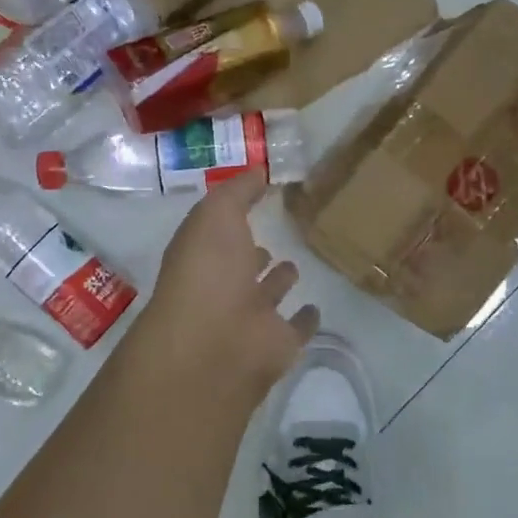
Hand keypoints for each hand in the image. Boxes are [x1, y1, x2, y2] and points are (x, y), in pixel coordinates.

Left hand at [144, 170, 319, 401]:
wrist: (215, 344)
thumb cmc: (209, 270)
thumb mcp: (217, 214)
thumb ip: (238, 191)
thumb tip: (258, 172)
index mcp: (202, 255)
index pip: (217, 232)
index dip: (233, 216)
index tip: (258, 197)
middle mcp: (221, 287)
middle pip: (239, 267)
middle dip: (253, 252)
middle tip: (277, 236)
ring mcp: (249, 318)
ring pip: (266, 296)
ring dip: (278, 282)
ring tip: (294, 265)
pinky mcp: (277, 345)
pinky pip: (294, 329)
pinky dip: (304, 320)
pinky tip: (315, 308)